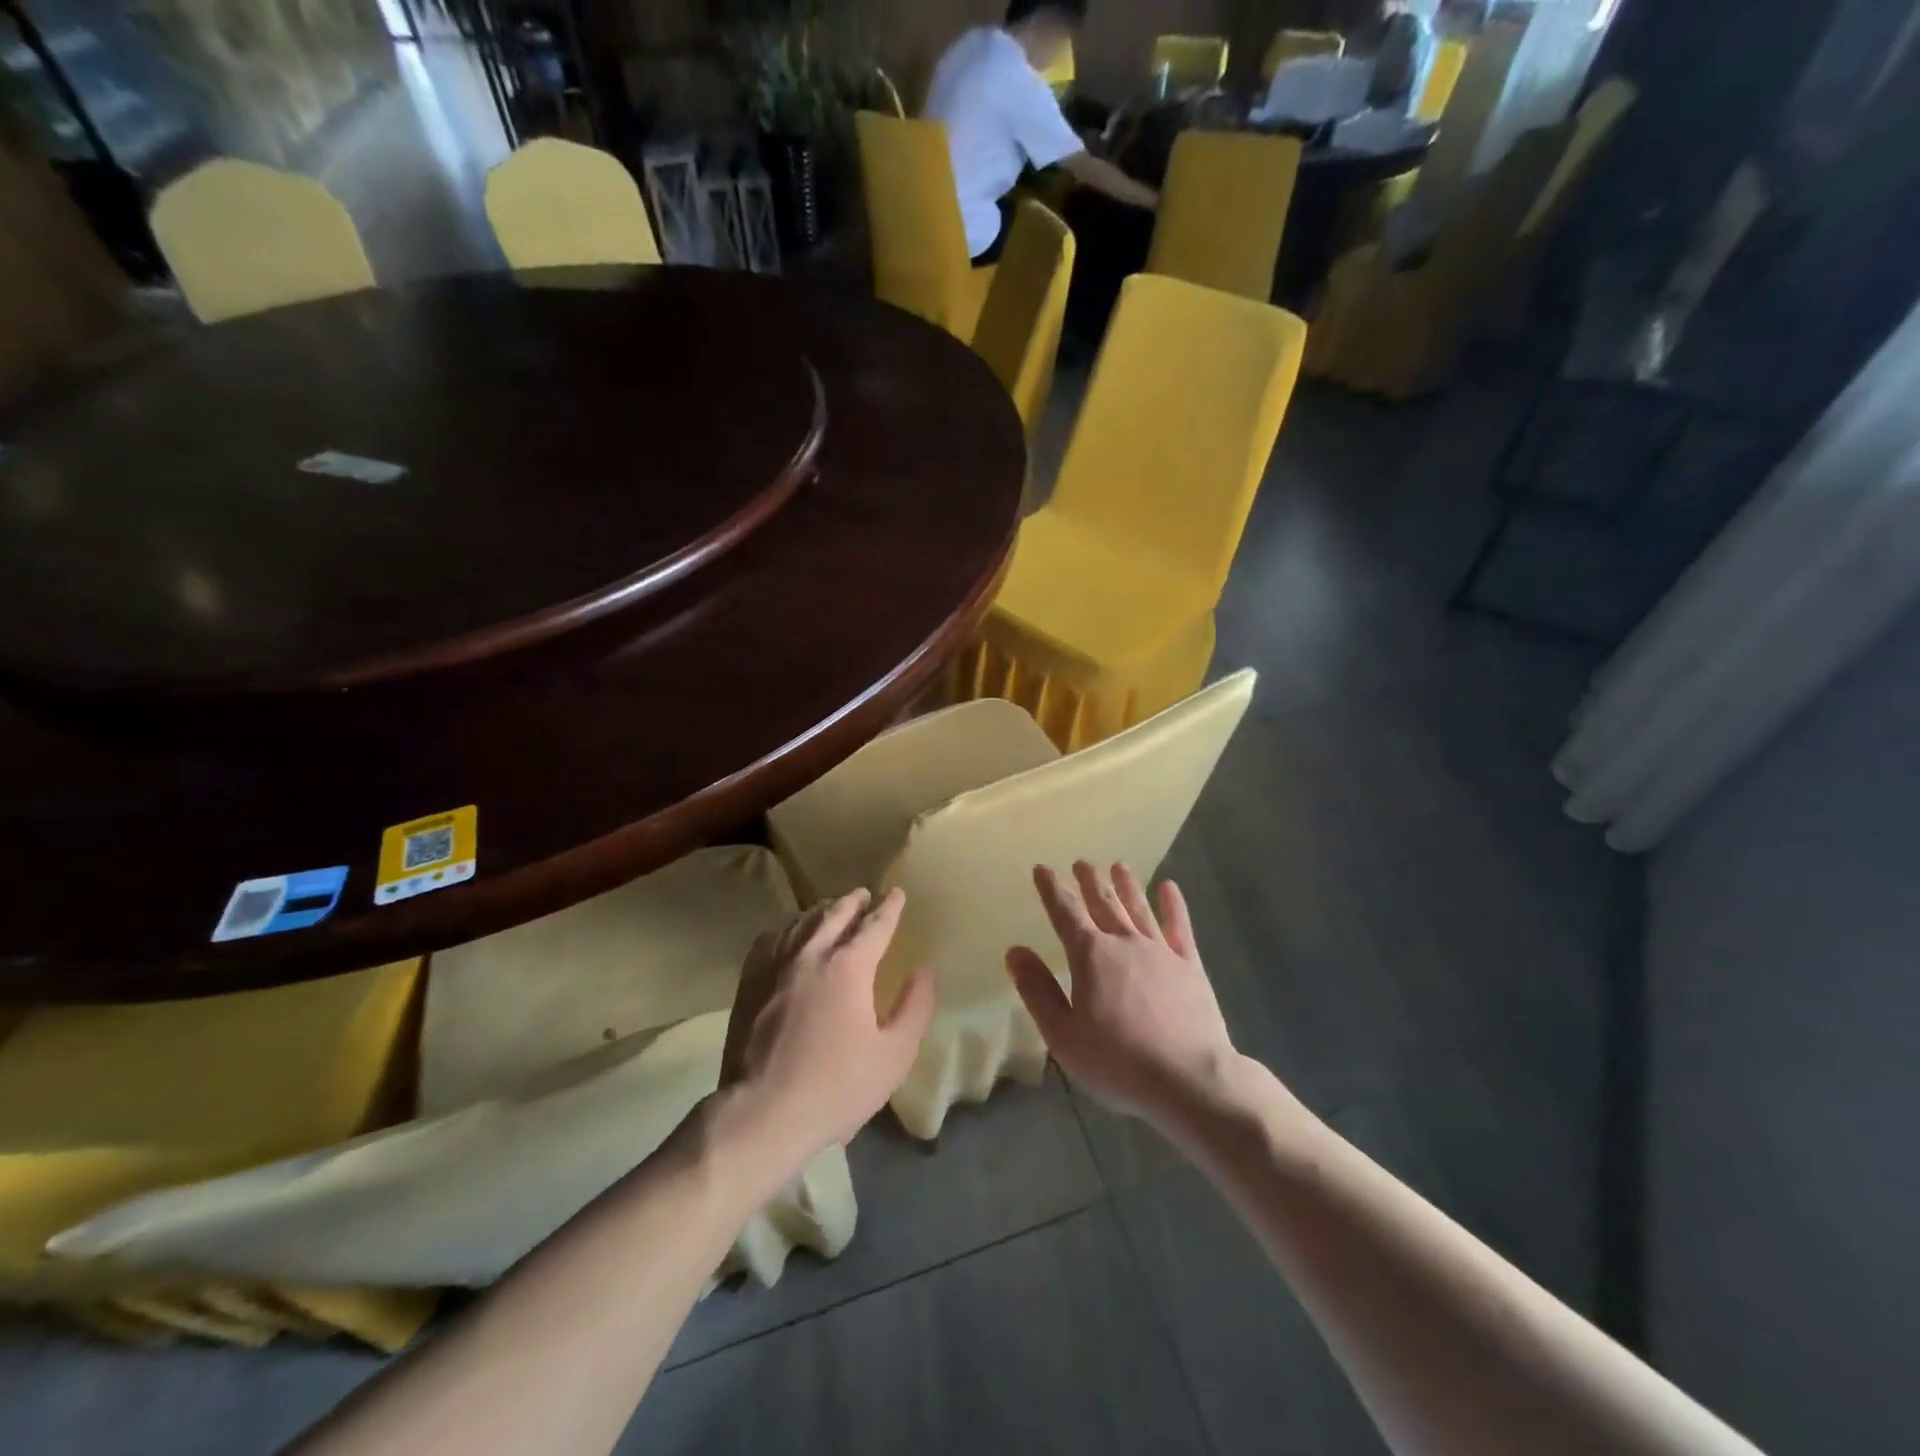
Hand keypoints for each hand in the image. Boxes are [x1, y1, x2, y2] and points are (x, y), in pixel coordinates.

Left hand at [720, 888, 934, 1168]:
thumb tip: (924, 971)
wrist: (763, 1114)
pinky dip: (786, 930)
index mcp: (849, 967)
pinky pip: (769, 940)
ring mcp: (775, 966)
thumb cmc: (837, 1087)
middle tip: (864, 895)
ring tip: (830, 909)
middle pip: (834, 914)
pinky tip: (787, 935)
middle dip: (853, 901)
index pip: (875, 926)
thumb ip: (915, 1008)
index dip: (890, 908)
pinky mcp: (749, 983)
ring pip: (801, 923)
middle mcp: (811, 954)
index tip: (898, 893)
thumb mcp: (894, 1055)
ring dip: (821, 911)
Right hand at [1006, 862, 1237, 1129]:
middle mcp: (1124, 942)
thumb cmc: (1118, 1061)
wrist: (1189, 1079)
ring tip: (1118, 866)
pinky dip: (1173, 905)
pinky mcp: (1190, 966)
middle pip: (1103, 903)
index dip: (1051, 889)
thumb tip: (1015, 951)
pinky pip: (1179, 927)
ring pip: (1139, 908)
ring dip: (1126, 885)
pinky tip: (1169, 888)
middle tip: (1082, 862)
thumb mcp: (1063, 1035)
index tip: (1042, 868)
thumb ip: (1037, 990)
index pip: (1065, 913)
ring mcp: (1160, 951)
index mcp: (1090, 956)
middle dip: (1089, 881)